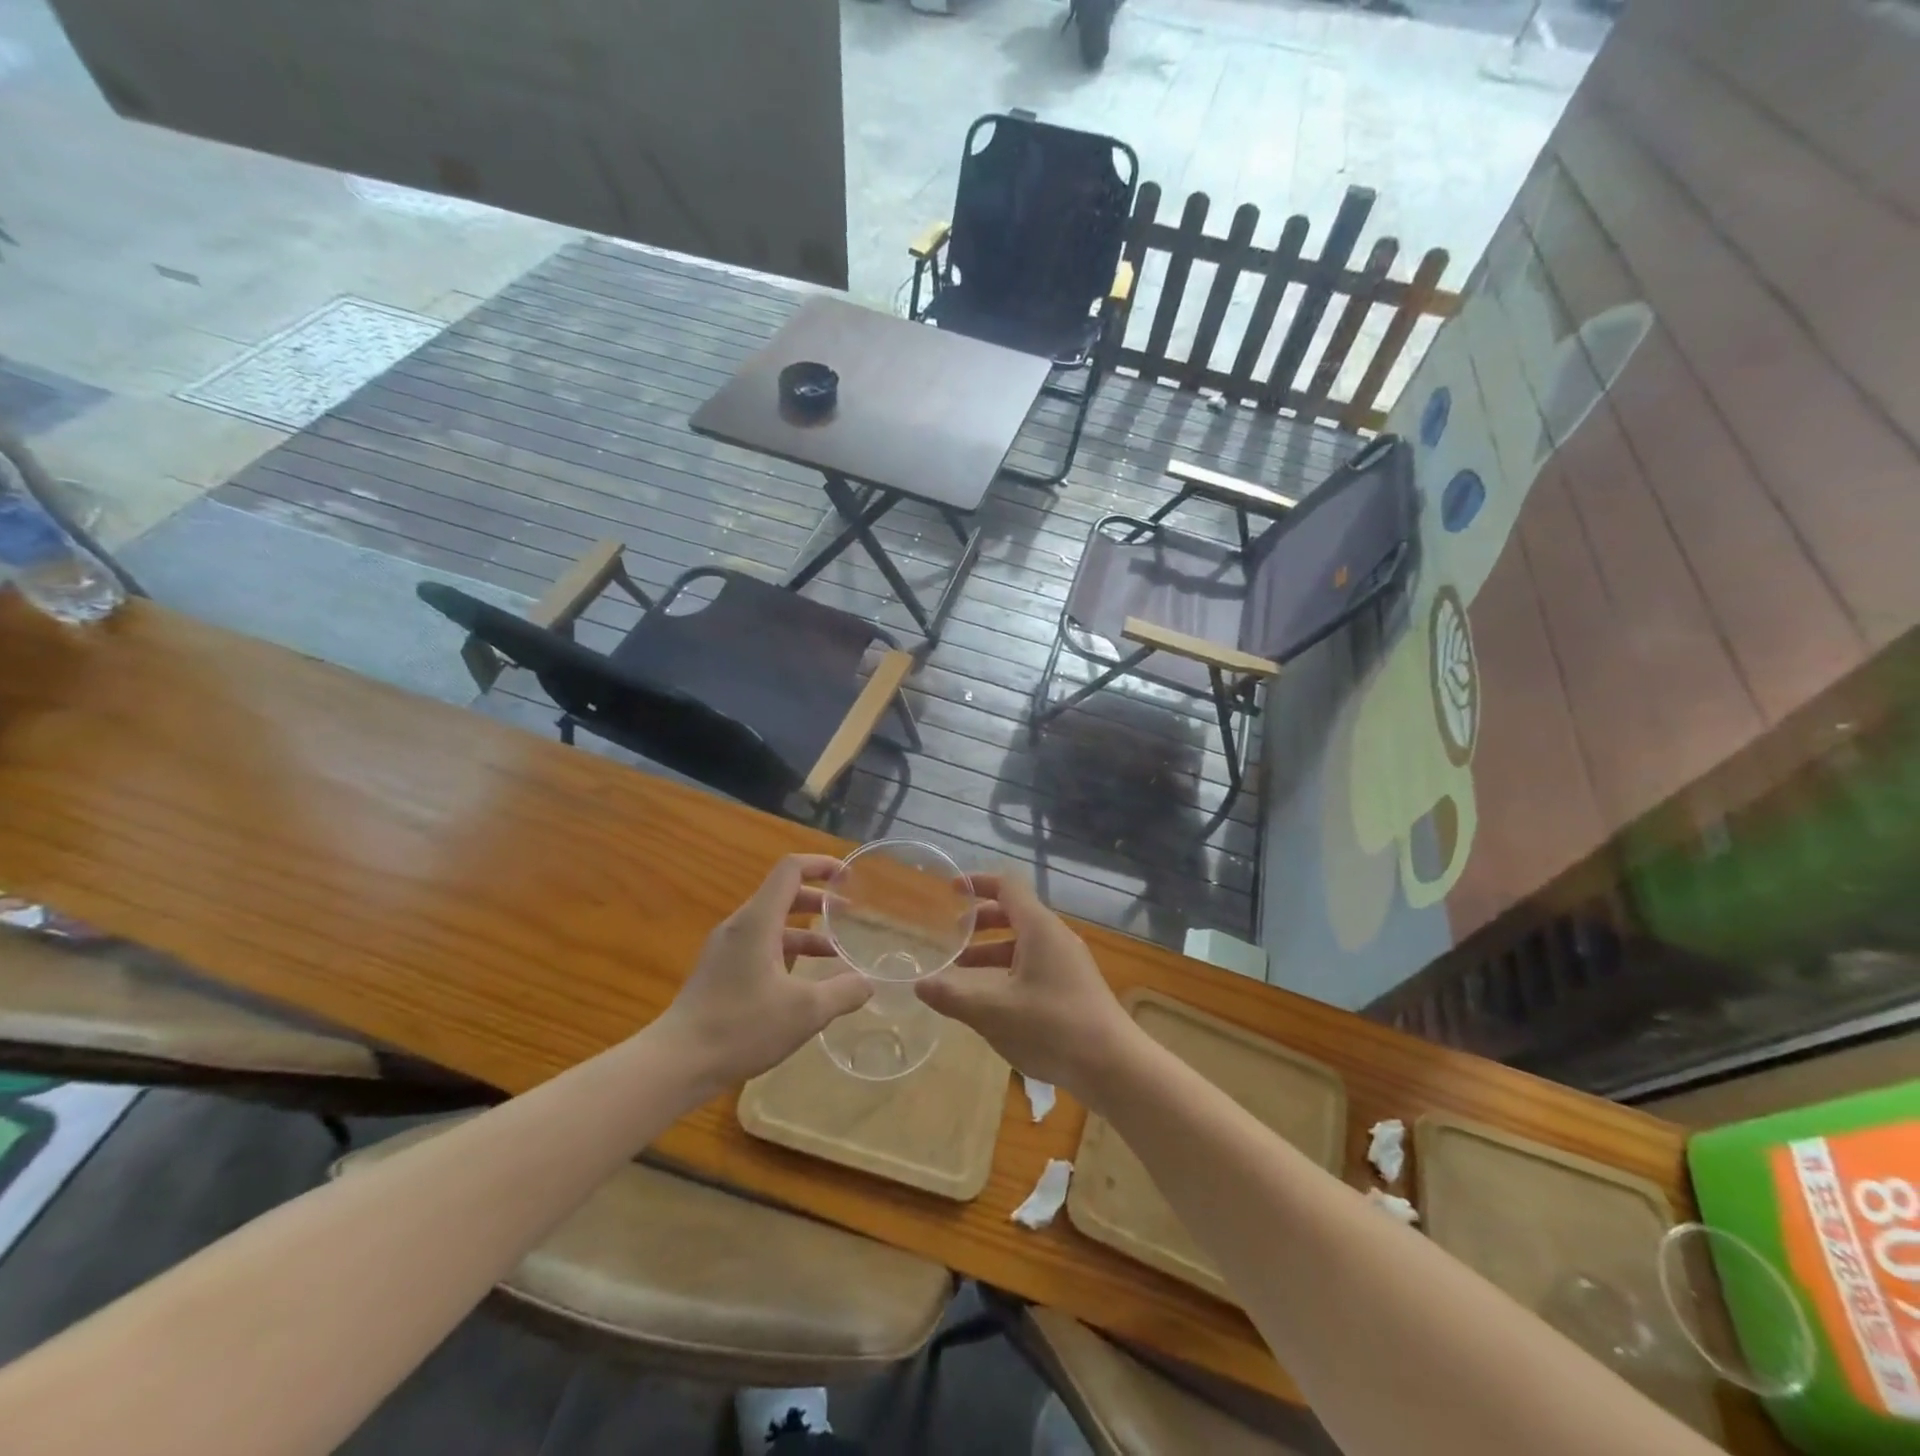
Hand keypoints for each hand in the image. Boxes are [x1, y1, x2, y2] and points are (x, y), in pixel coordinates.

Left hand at [659, 855, 871, 1091]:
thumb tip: (868, 984)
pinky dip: (787, 951)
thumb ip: (843, 992)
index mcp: (759, 921)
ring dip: (805, 931)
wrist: (676, 1062)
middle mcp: (740, 926)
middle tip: (848, 915)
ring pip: (772, 924)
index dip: (822, 864)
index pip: (791, 870)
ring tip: (835, 954)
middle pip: (783, 895)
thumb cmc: (742, 1027)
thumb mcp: (806, 1011)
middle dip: (819, 901)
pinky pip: (760, 946)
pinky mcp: (719, 971)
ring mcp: (726, 949)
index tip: (848, 877)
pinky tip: (803, 982)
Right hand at [916, 873, 1137, 1103]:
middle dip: (981, 922)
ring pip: (1024, 944)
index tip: (952, 891)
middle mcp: (1056, 938)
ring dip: (992, 952)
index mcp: (1039, 928)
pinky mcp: (1074, 988)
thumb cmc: (1052, 1027)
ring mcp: (1069, 963)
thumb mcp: (993, 1012)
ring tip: (961, 972)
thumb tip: (919, 984)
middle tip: (952, 935)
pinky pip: (1035, 965)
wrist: (1113, 1066)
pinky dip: (1009, 971)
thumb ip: (953, 996)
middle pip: (1015, 914)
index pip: (1007, 887)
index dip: (978, 883)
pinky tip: (993, 1000)